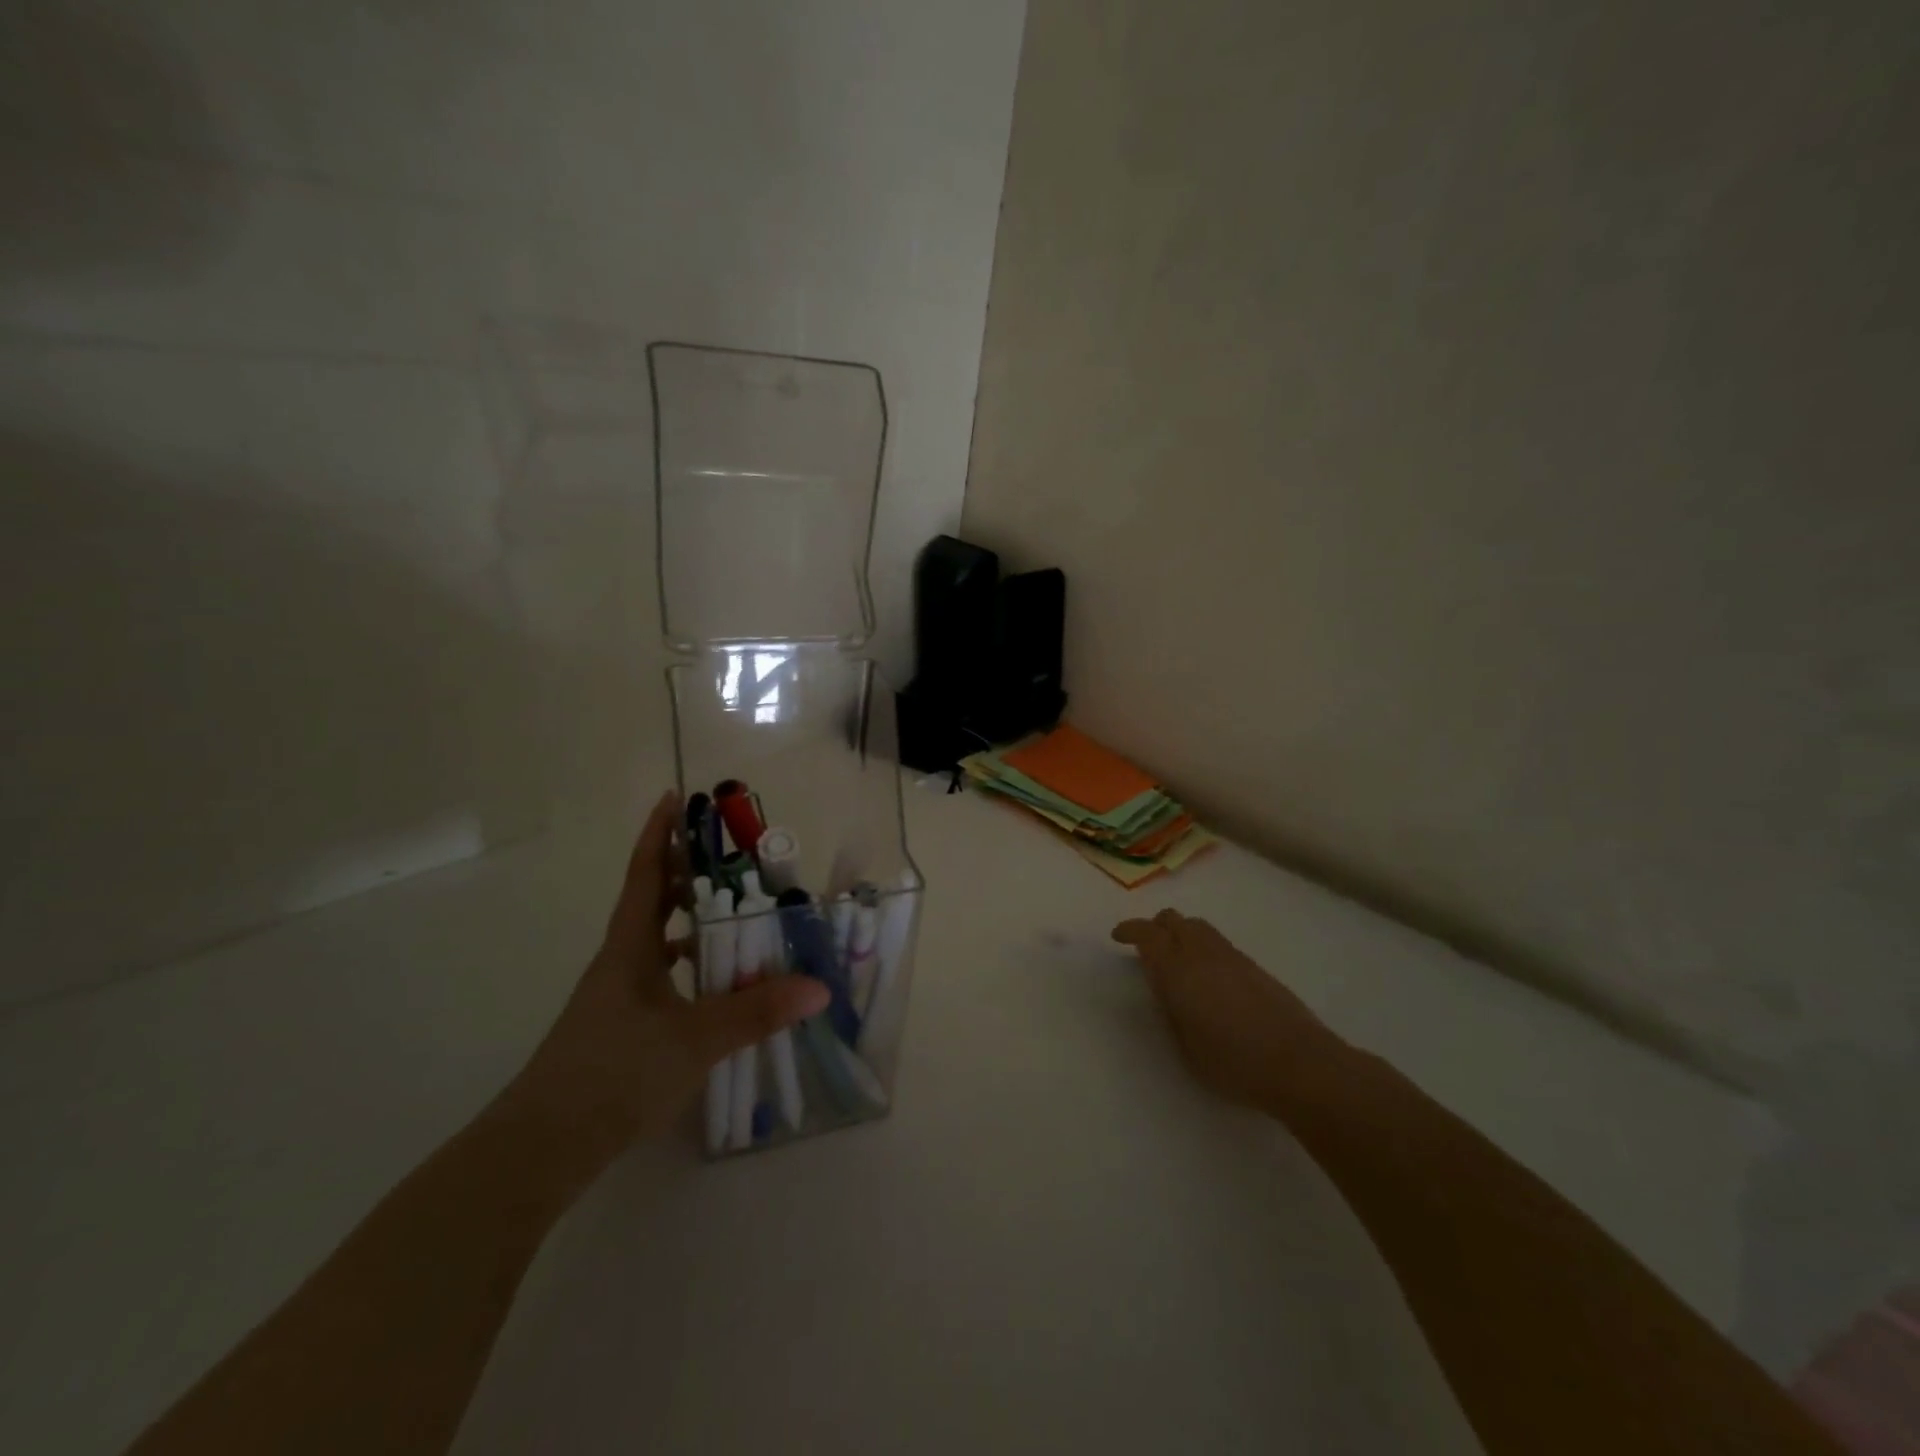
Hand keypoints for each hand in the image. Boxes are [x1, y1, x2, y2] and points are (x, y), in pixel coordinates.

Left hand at [506, 792, 827, 1172]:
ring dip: (689, 921)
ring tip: (733, 913)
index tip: (673, 797)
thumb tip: (817, 986)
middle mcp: (620, 962)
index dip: (659, 834)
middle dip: (683, 871)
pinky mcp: (620, 1028)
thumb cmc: (614, 1073)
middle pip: (652, 901)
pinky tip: (715, 986)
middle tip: (726, 851)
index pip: (645, 875)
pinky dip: (689, 968)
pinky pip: (661, 977)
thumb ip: (757, 1012)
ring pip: (657, 942)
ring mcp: (616, 997)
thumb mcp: (695, 1039)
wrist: (543, 1147)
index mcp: (630, 948)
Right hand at [1113, 909, 1341, 1109]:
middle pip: (1174, 920)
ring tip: (1177, 959)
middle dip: (1155, 927)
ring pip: (1199, 926)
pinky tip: (1207, 976)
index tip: (1118, 937)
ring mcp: (1232, 957)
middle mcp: (1203, 953)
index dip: (1130, 930)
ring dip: (1181, 933)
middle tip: (1146, 948)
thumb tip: (1164, 988)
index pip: (1148, 934)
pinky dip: (1203, 947)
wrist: (1301, 1064)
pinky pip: (1219, 943)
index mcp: (1178, 970)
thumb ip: (1170, 1010)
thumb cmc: (1233, 1063)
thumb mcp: (1185, 1047)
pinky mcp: (1255, 967)